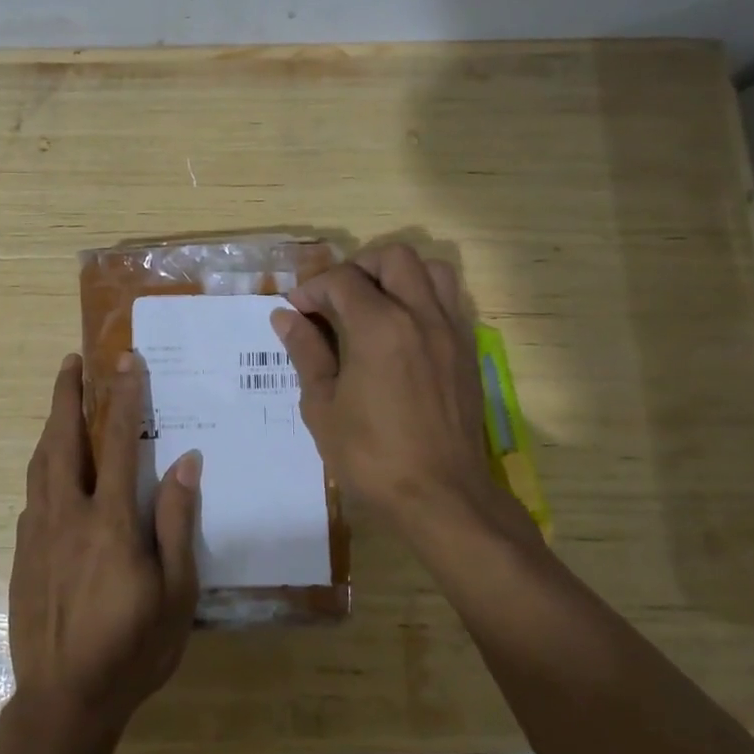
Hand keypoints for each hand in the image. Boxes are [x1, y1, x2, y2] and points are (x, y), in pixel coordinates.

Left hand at [8, 352, 200, 744]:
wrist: (62, 702)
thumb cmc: (132, 649)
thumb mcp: (176, 593)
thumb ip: (178, 523)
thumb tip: (187, 462)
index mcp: (110, 521)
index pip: (120, 442)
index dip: (124, 396)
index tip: (126, 360)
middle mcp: (68, 515)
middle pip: (63, 439)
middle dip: (67, 395)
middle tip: (71, 362)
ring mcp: (37, 533)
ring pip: (40, 462)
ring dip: (50, 424)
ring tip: (60, 400)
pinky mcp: (21, 553)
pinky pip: (32, 494)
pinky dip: (42, 465)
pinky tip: (51, 467)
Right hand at [271, 244, 534, 546]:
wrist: (442, 496)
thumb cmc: (372, 456)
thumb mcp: (323, 406)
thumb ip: (306, 352)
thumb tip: (286, 317)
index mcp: (379, 327)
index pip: (342, 280)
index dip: (313, 288)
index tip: (297, 310)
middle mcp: (420, 315)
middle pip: (393, 257)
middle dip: (358, 268)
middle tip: (337, 299)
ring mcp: (450, 330)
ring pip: (431, 270)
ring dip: (399, 275)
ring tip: (375, 304)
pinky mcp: (468, 350)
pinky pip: (450, 300)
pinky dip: (424, 297)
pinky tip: (402, 330)